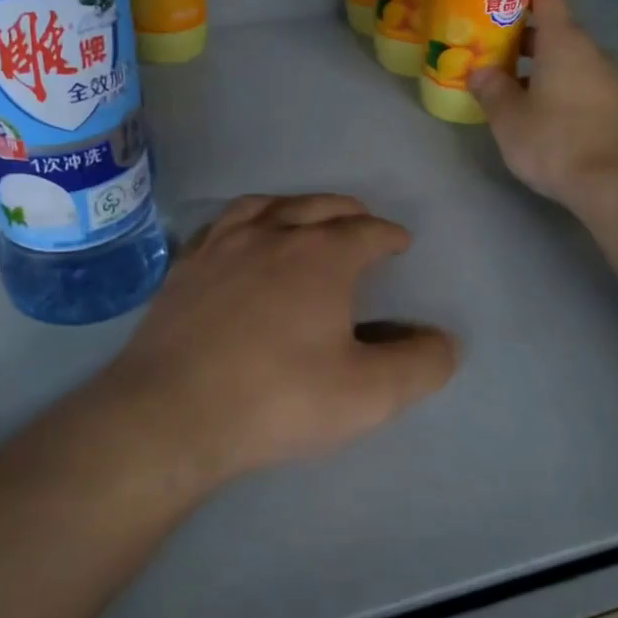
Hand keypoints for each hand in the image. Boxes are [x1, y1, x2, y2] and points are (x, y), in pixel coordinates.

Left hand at [99, 194, 457, 485]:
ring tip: (305, 217)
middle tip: (361, 222)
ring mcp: (222, 245)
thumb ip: (419, 365)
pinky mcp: (185, 266)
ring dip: (296, 205)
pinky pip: (222, 224)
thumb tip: (445, 341)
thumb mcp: (368, 395)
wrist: (172, 412)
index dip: (390, 235)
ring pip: (267, 205)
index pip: (367, 231)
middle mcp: (272, 235)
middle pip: (319, 206)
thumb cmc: (277, 399)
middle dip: (348, 212)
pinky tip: (242, 236)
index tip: (400, 243)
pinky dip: (246, 219)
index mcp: (321, 256)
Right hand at [468, 0, 617, 213]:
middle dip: (524, 40)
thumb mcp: (508, 118)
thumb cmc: (556, 142)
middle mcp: (593, 51)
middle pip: (558, 31)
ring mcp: (613, 78)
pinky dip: (563, 88)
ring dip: (543, 68)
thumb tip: (478, 71)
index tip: (497, 5)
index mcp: (564, 42)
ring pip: (572, 60)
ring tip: (514, 90)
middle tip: (493, 55)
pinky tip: (545, 115)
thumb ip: (491, 89)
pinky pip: (585, 83)